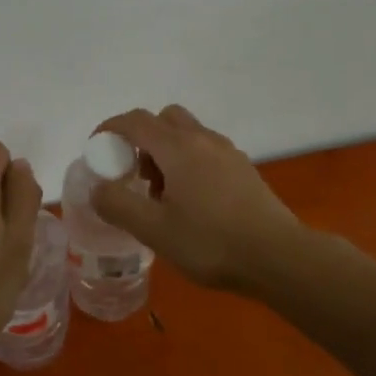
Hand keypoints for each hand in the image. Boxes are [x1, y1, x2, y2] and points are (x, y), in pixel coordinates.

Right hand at [90, 106, 298, 289]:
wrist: (278, 257)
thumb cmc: (211, 242)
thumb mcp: (154, 230)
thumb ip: (119, 205)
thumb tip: (98, 188)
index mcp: (179, 147)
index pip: (136, 121)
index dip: (111, 129)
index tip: (97, 149)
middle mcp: (204, 139)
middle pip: (164, 119)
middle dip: (142, 139)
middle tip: (136, 175)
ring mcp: (228, 152)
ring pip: (188, 135)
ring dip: (167, 152)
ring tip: (163, 196)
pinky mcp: (244, 169)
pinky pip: (207, 151)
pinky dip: (189, 163)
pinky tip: (193, 203)